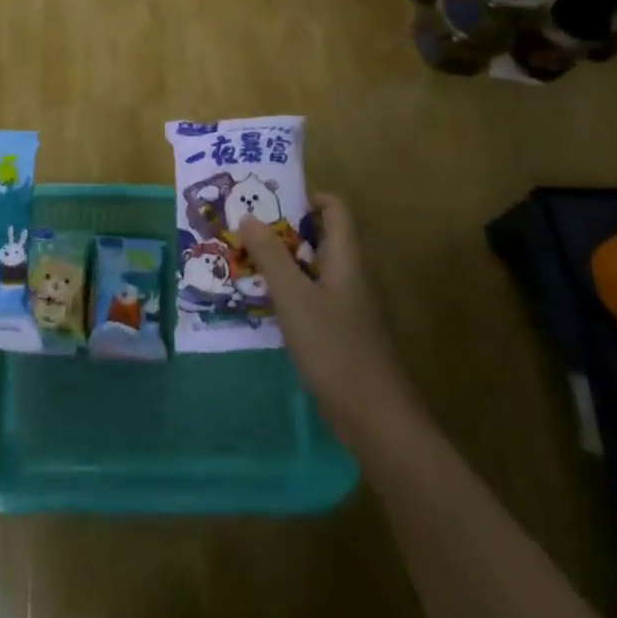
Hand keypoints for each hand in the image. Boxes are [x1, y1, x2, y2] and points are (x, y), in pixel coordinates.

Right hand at [237, 194, 417, 454]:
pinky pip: (308, 299)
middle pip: (317, 238)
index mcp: (345, 259)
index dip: (305, 196)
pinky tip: (258, 304)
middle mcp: (347, 276)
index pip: (334, 209)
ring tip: (240, 261)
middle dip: (280, 231)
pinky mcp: (337, 335)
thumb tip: (248, 215)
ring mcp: (344, 308)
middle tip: (241, 229)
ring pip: (309, 270)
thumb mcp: (295, 298)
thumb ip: (271, 256)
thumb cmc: (335, 349)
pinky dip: (284, 294)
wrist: (376, 420)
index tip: (268, 199)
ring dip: (279, 263)